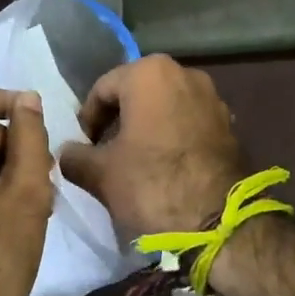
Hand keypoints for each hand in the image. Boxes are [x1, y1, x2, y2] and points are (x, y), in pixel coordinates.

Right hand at [59, 56, 246, 242]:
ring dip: (146, 128)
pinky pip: (189, 121)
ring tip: (135, 162)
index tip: (84, 148)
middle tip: (105, 153)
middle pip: (136, 93)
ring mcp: (212, 97)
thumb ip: (74, 156)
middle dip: (118, 121)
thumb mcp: (100, 173)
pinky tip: (165, 167)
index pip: (102, 89)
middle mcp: (184, 73)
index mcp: (149, 73)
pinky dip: (172, 136)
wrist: (219, 222)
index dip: (88, 120)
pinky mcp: (229, 123)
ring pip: (164, 107)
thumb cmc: (152, 184)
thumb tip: (65, 153)